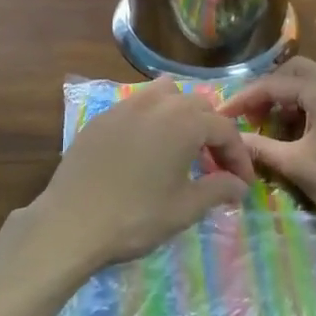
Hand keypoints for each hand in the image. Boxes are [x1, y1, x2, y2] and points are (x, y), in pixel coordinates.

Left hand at [25, 80, 255, 275]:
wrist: (72, 222)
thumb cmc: (136, 216)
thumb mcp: (184, 208)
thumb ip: (217, 190)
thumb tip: (239, 185)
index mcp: (184, 121)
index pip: (224, 129)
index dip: (238, 156)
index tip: (243, 183)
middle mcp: (156, 103)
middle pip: (197, 105)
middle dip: (212, 132)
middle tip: (215, 165)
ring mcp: (125, 106)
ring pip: (164, 94)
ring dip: (181, 114)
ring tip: (182, 145)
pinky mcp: (101, 117)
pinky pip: (136, 106)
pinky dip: (151, 119)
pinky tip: (146, 148)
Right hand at [219, 58, 315, 239]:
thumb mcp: (299, 166)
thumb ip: (262, 149)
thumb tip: (231, 140)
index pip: (271, 84)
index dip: (243, 99)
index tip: (221, 116)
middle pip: (292, 72)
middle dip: (268, 92)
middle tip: (251, 117)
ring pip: (313, 79)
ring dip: (290, 95)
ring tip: (275, 122)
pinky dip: (310, 101)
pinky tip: (304, 129)